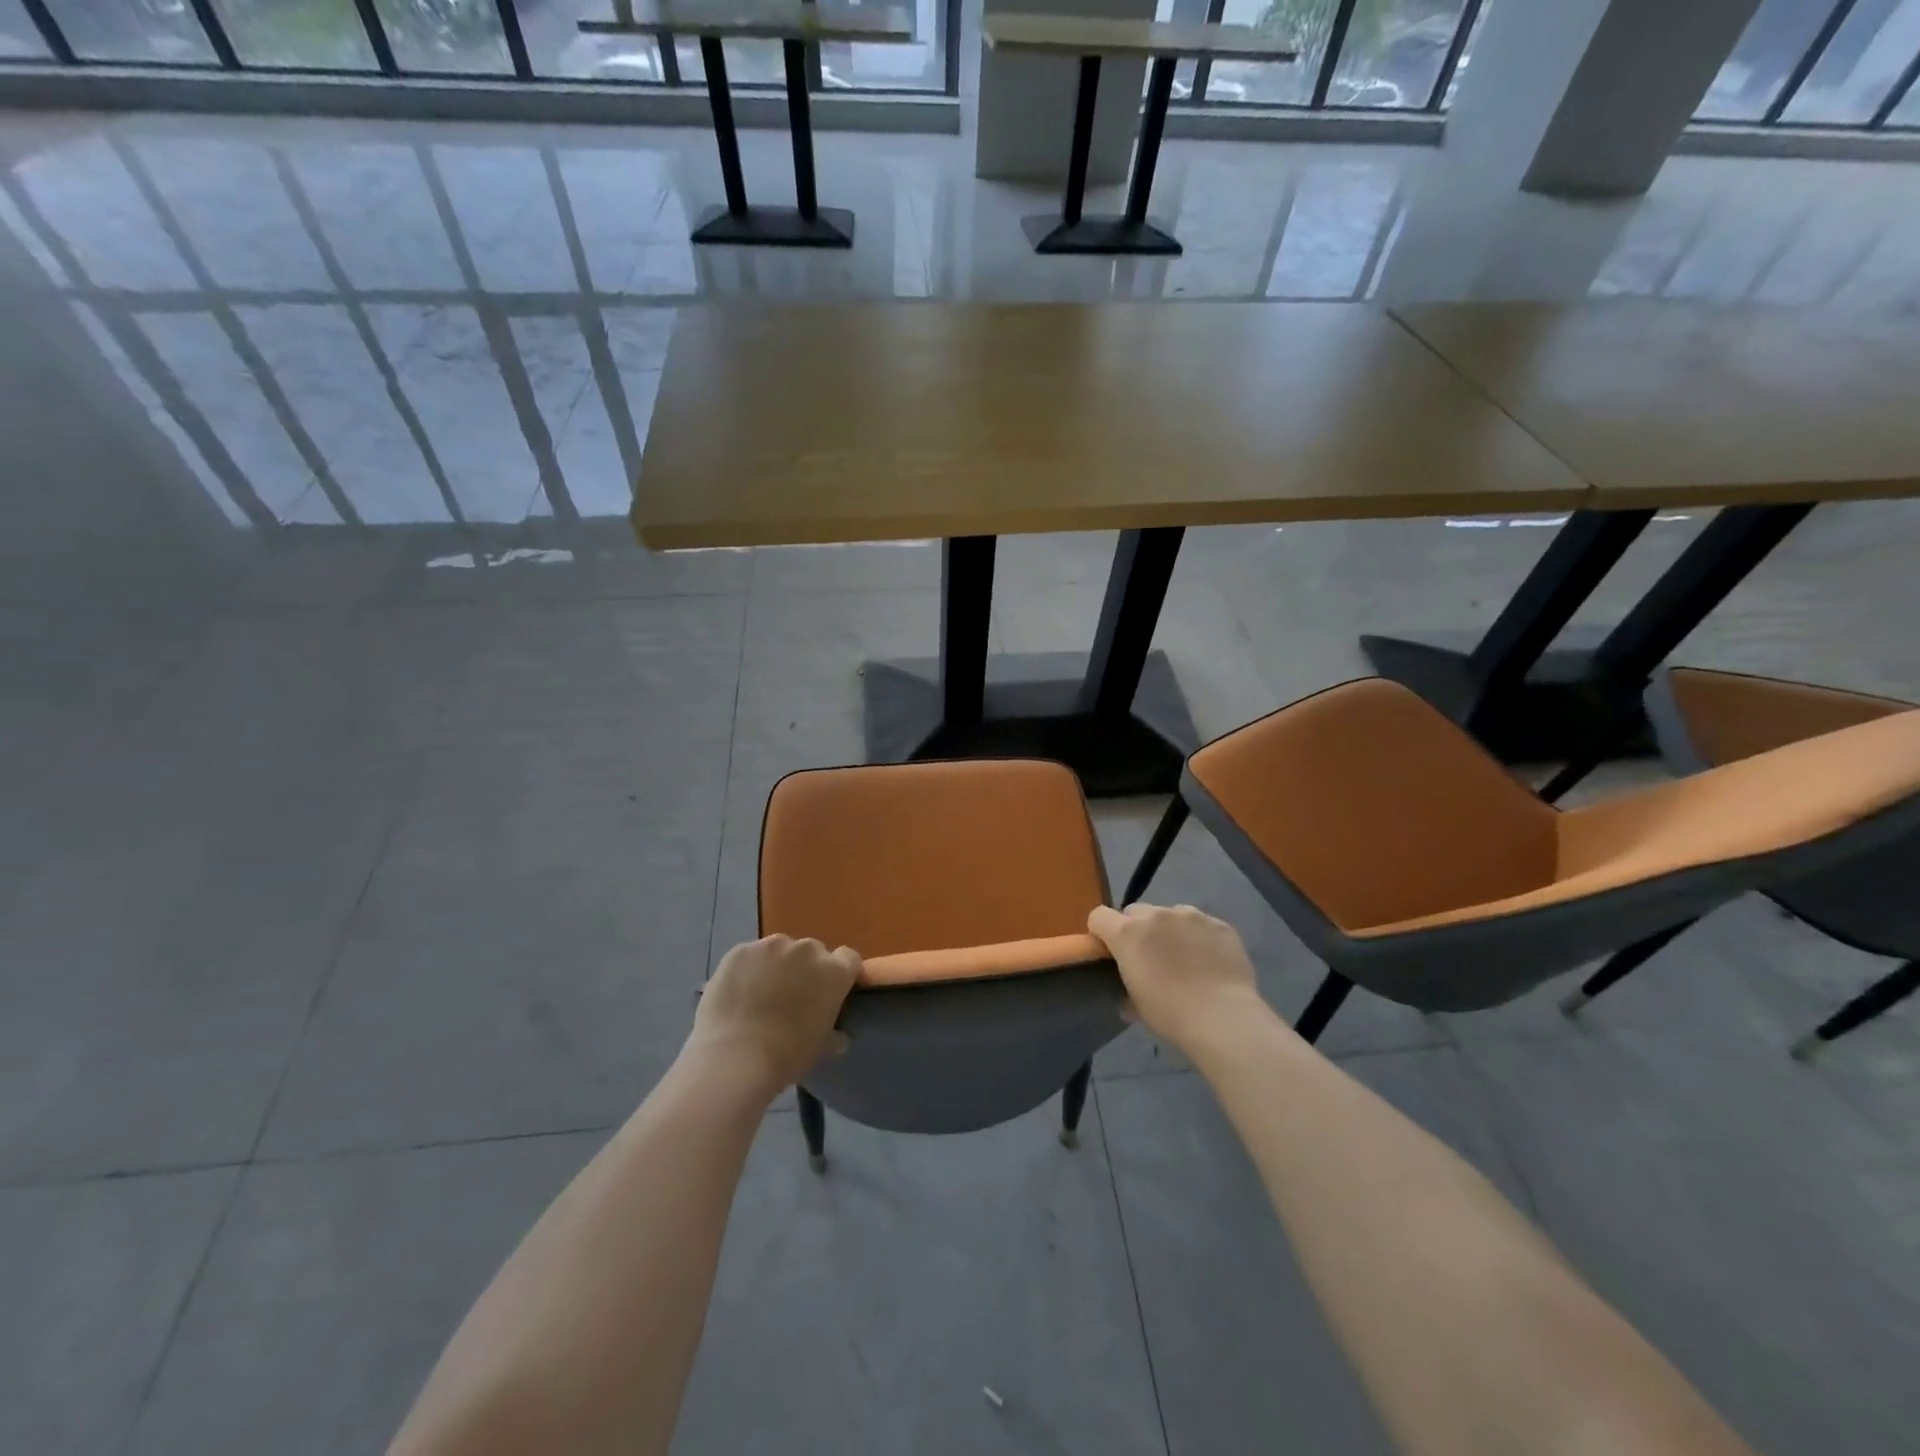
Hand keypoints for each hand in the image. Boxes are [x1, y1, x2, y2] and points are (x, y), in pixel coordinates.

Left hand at [687, 935, 861, 1098]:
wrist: (734, 1058)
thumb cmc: (787, 1056)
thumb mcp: (820, 1048)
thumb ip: (833, 1035)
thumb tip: (839, 1036)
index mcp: (834, 971)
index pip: (848, 958)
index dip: (840, 973)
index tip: (830, 991)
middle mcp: (807, 949)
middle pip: (812, 951)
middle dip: (805, 969)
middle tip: (792, 997)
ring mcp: (771, 946)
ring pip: (779, 950)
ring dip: (776, 966)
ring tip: (760, 995)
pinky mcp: (740, 950)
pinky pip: (750, 956)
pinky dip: (748, 969)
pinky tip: (737, 993)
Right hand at [1087, 903, 1270, 1057]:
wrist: (1223, 1019)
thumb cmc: (1171, 1015)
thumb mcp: (1136, 1005)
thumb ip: (1125, 987)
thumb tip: (1127, 994)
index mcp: (1128, 933)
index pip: (1099, 916)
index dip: (1101, 932)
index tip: (1111, 951)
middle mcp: (1156, 915)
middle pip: (1135, 911)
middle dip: (1137, 929)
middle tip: (1150, 958)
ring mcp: (1191, 916)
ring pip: (1170, 915)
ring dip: (1170, 931)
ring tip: (1186, 959)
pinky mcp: (1219, 924)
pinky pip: (1201, 925)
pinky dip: (1200, 938)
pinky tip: (1211, 962)